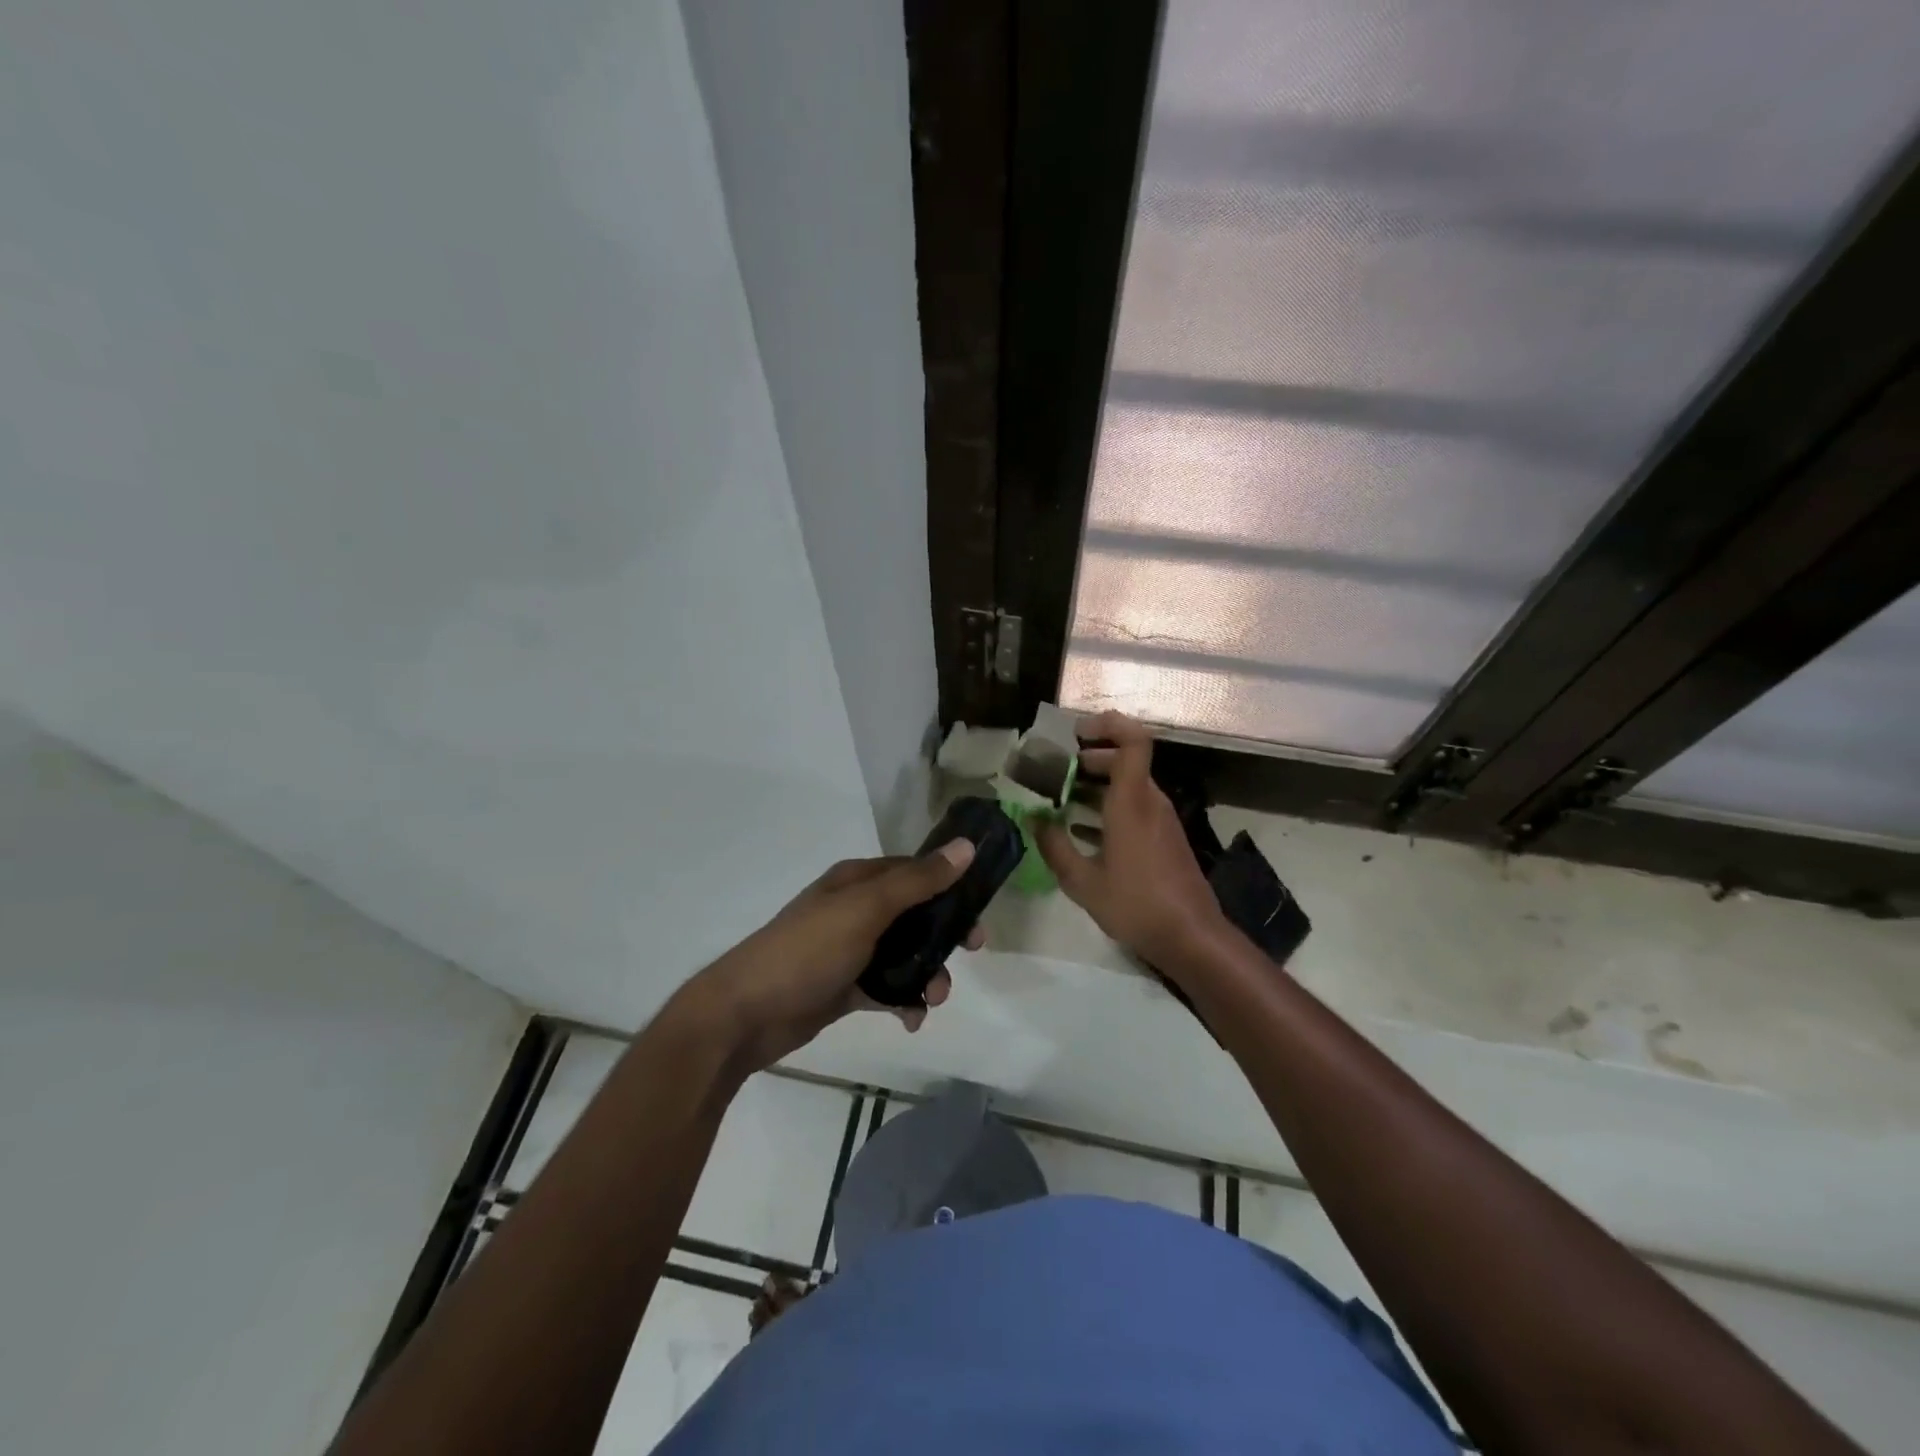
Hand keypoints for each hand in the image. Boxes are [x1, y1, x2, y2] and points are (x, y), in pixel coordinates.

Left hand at [683, 842, 983, 1073]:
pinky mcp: (845, 986)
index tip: (979, 911)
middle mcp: (855, 909)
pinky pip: (886, 988)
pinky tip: (910, 1019)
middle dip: (943, 936)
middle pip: (915, 915)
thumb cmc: (807, 951)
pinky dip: (904, 1001)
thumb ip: (917, 881)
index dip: (950, 887)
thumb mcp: (865, 910)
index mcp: (857, 881)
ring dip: (926, 973)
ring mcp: (849, 949)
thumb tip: (966, 846)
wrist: (745, 1015)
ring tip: (932, 999)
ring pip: (904, 954)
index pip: (915, 872)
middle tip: (970, 953)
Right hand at [1035, 712, 1227, 970]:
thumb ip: (1054, 847)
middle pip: (1125, 759)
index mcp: (1131, 802)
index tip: (1076, 732)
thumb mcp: (1083, 882)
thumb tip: (1034, 819)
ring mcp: (1161, 820)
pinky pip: (1135, 806)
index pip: (1133, 741)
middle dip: (1089, 758)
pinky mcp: (1165, 837)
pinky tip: (1082, 829)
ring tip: (1059, 799)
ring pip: (1129, 784)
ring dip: (1096, 784)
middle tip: (1054, 771)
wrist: (1191, 937)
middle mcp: (1150, 802)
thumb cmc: (1136, 905)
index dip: (1108, 725)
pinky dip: (1108, 806)